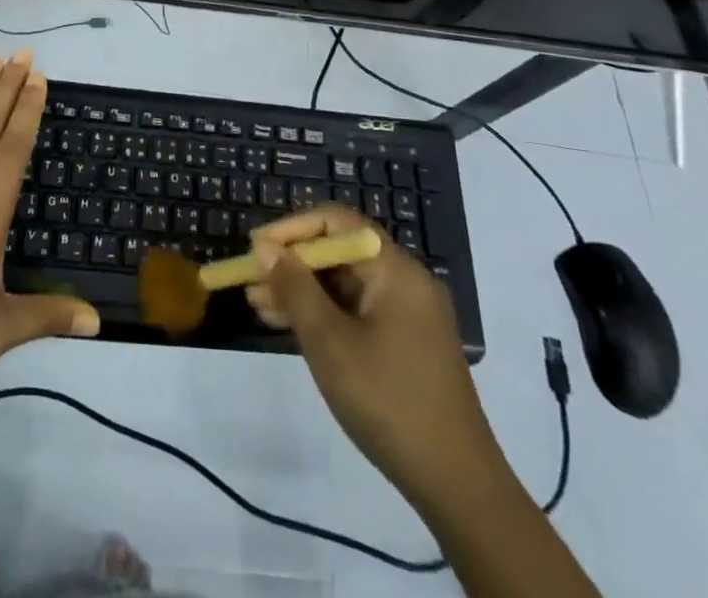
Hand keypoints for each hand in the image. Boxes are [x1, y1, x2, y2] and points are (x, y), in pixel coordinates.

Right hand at [247, 206, 496, 502]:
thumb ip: (295, 288)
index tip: (256, 248)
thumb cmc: (387, 400)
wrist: (456, 485)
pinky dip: (323, 313)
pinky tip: (289, 326)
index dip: (293, 229)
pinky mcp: (405, 343)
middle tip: (251, 281)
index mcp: (395, 270)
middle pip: (340, 252)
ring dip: (302, 290)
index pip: (337, 223)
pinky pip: (356, 310)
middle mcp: (405, 281)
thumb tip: (265, 247)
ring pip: (345, 284)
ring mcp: (407, 314)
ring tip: (258, 305)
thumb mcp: (329, 342)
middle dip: (293, 263)